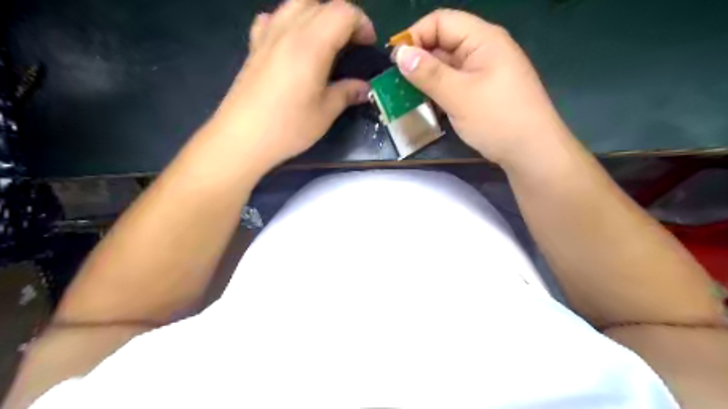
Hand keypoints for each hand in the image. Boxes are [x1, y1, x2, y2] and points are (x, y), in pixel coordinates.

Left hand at [205, 0, 372, 170]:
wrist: (242, 138)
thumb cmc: (288, 127)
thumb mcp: (325, 113)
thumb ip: (347, 93)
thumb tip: (364, 88)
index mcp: (311, 45)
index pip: (342, 12)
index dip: (362, 23)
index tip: (368, 45)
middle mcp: (288, 30)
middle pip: (320, 3)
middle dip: (343, 17)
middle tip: (351, 43)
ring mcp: (267, 36)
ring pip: (295, 4)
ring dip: (317, 14)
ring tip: (325, 41)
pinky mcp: (254, 47)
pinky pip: (272, 19)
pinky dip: (288, 22)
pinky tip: (292, 42)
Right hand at [396, 10, 571, 166]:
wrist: (532, 152)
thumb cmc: (498, 119)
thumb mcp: (459, 95)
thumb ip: (428, 73)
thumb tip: (399, 54)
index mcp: (482, 39)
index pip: (441, 22)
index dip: (415, 36)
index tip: (395, 61)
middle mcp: (482, 51)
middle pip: (442, 44)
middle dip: (417, 61)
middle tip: (395, 84)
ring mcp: (483, 73)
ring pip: (446, 68)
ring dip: (425, 81)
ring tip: (405, 98)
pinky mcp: (481, 93)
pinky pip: (453, 86)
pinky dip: (437, 93)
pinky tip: (425, 107)